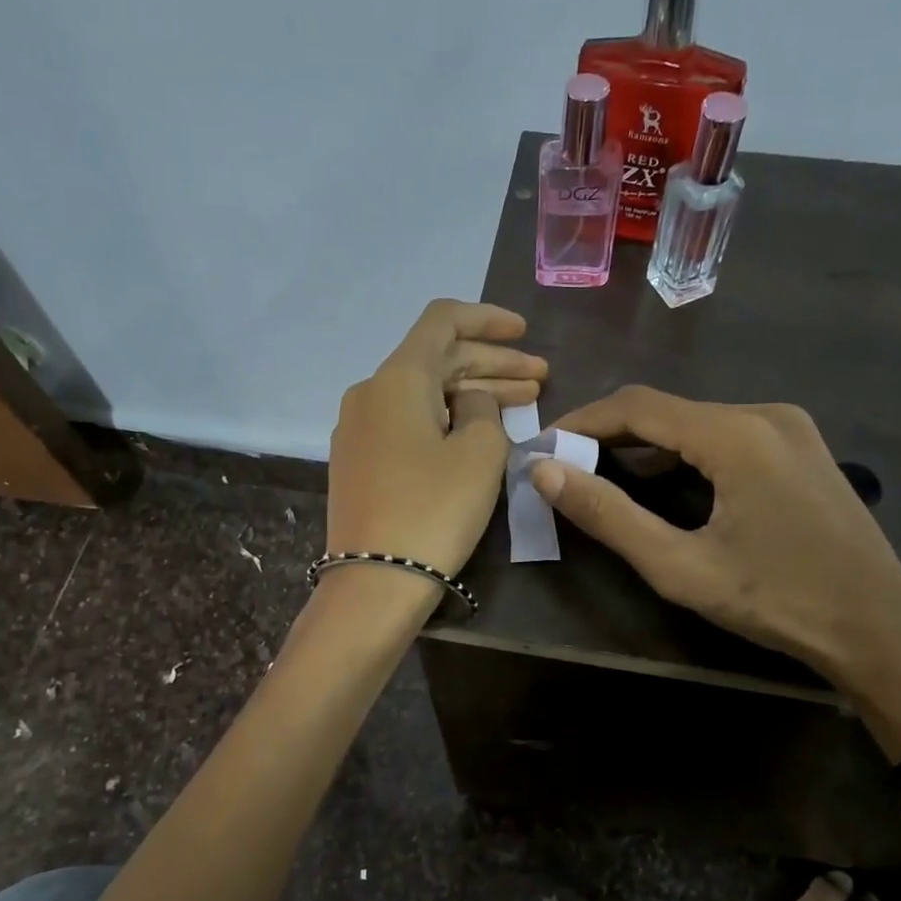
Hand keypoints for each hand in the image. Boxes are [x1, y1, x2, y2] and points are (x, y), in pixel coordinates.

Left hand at [326, 300, 545, 579]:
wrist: (375, 581)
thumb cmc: (434, 509)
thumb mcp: (479, 453)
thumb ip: (484, 409)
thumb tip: (470, 400)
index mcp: (397, 378)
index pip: (442, 321)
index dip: (487, 319)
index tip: (525, 332)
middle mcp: (370, 393)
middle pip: (437, 360)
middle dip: (492, 364)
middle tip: (540, 378)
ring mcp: (359, 430)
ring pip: (424, 394)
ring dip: (473, 393)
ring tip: (524, 402)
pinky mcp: (360, 462)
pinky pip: (408, 422)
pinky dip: (447, 419)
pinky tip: (479, 432)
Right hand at [531, 386, 900, 757]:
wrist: (879, 629)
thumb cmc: (777, 601)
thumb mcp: (679, 566)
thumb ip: (608, 515)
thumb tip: (545, 472)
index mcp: (736, 433)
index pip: (637, 406)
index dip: (581, 422)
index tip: (542, 448)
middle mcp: (765, 412)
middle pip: (667, 410)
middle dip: (610, 436)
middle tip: (565, 468)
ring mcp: (790, 427)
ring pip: (696, 422)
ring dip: (647, 447)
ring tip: (603, 477)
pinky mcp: (801, 447)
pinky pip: (726, 436)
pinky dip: (685, 454)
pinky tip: (666, 486)